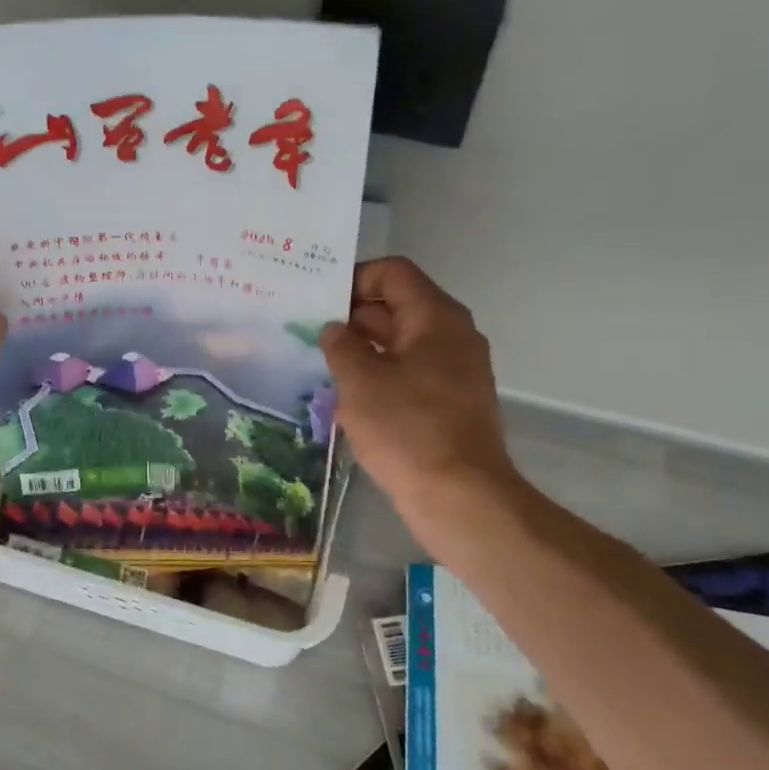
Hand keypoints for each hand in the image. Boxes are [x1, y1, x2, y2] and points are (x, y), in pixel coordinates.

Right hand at [320, 257, 518, 543]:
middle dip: (353, 316)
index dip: (354, 279)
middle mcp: (452, 335)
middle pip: (398, 306)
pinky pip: (410, 374)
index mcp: (435, 318)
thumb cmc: (407, 429)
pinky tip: (348, 397)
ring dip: (363, 349)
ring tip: (321, 364)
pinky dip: (380, 376)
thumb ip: (341, 346)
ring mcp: (455, 371)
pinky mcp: (450, 403)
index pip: (393, 273)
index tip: (318, 301)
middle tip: (308, 332)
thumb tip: (334, 329)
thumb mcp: (360, 382)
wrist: (460, 497)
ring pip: (402, 343)